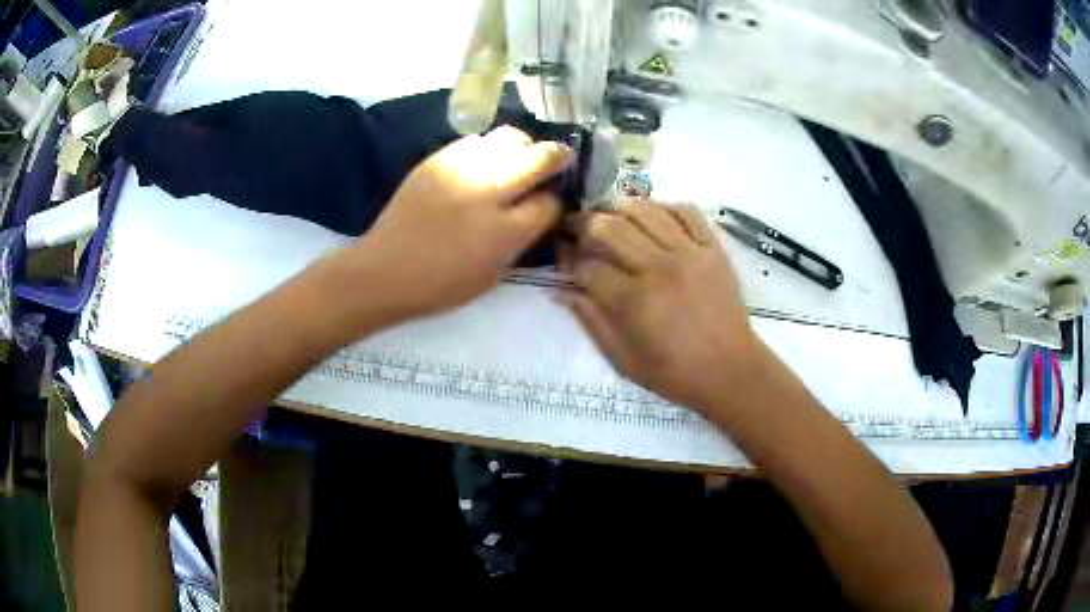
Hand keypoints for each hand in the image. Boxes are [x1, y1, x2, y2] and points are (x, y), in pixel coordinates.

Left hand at [347, 125, 571, 317]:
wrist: (384, 270)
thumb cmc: (439, 285)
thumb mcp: (492, 276)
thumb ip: (519, 241)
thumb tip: (537, 213)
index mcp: (503, 231)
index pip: (549, 202)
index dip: (555, 202)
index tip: (550, 203)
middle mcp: (487, 192)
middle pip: (539, 157)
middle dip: (556, 158)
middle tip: (556, 161)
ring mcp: (461, 170)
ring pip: (510, 137)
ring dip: (522, 148)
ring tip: (514, 161)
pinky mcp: (438, 159)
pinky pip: (476, 140)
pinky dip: (487, 149)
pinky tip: (481, 165)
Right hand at [563, 199, 757, 410]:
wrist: (730, 370)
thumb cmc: (675, 372)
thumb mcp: (623, 359)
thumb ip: (591, 321)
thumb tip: (559, 290)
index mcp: (634, 301)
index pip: (587, 266)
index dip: (567, 257)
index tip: (559, 253)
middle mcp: (659, 268)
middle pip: (610, 228)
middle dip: (583, 223)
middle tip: (574, 225)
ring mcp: (690, 253)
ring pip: (645, 210)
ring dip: (618, 206)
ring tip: (608, 213)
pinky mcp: (713, 248)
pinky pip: (686, 211)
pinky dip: (664, 206)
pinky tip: (651, 214)